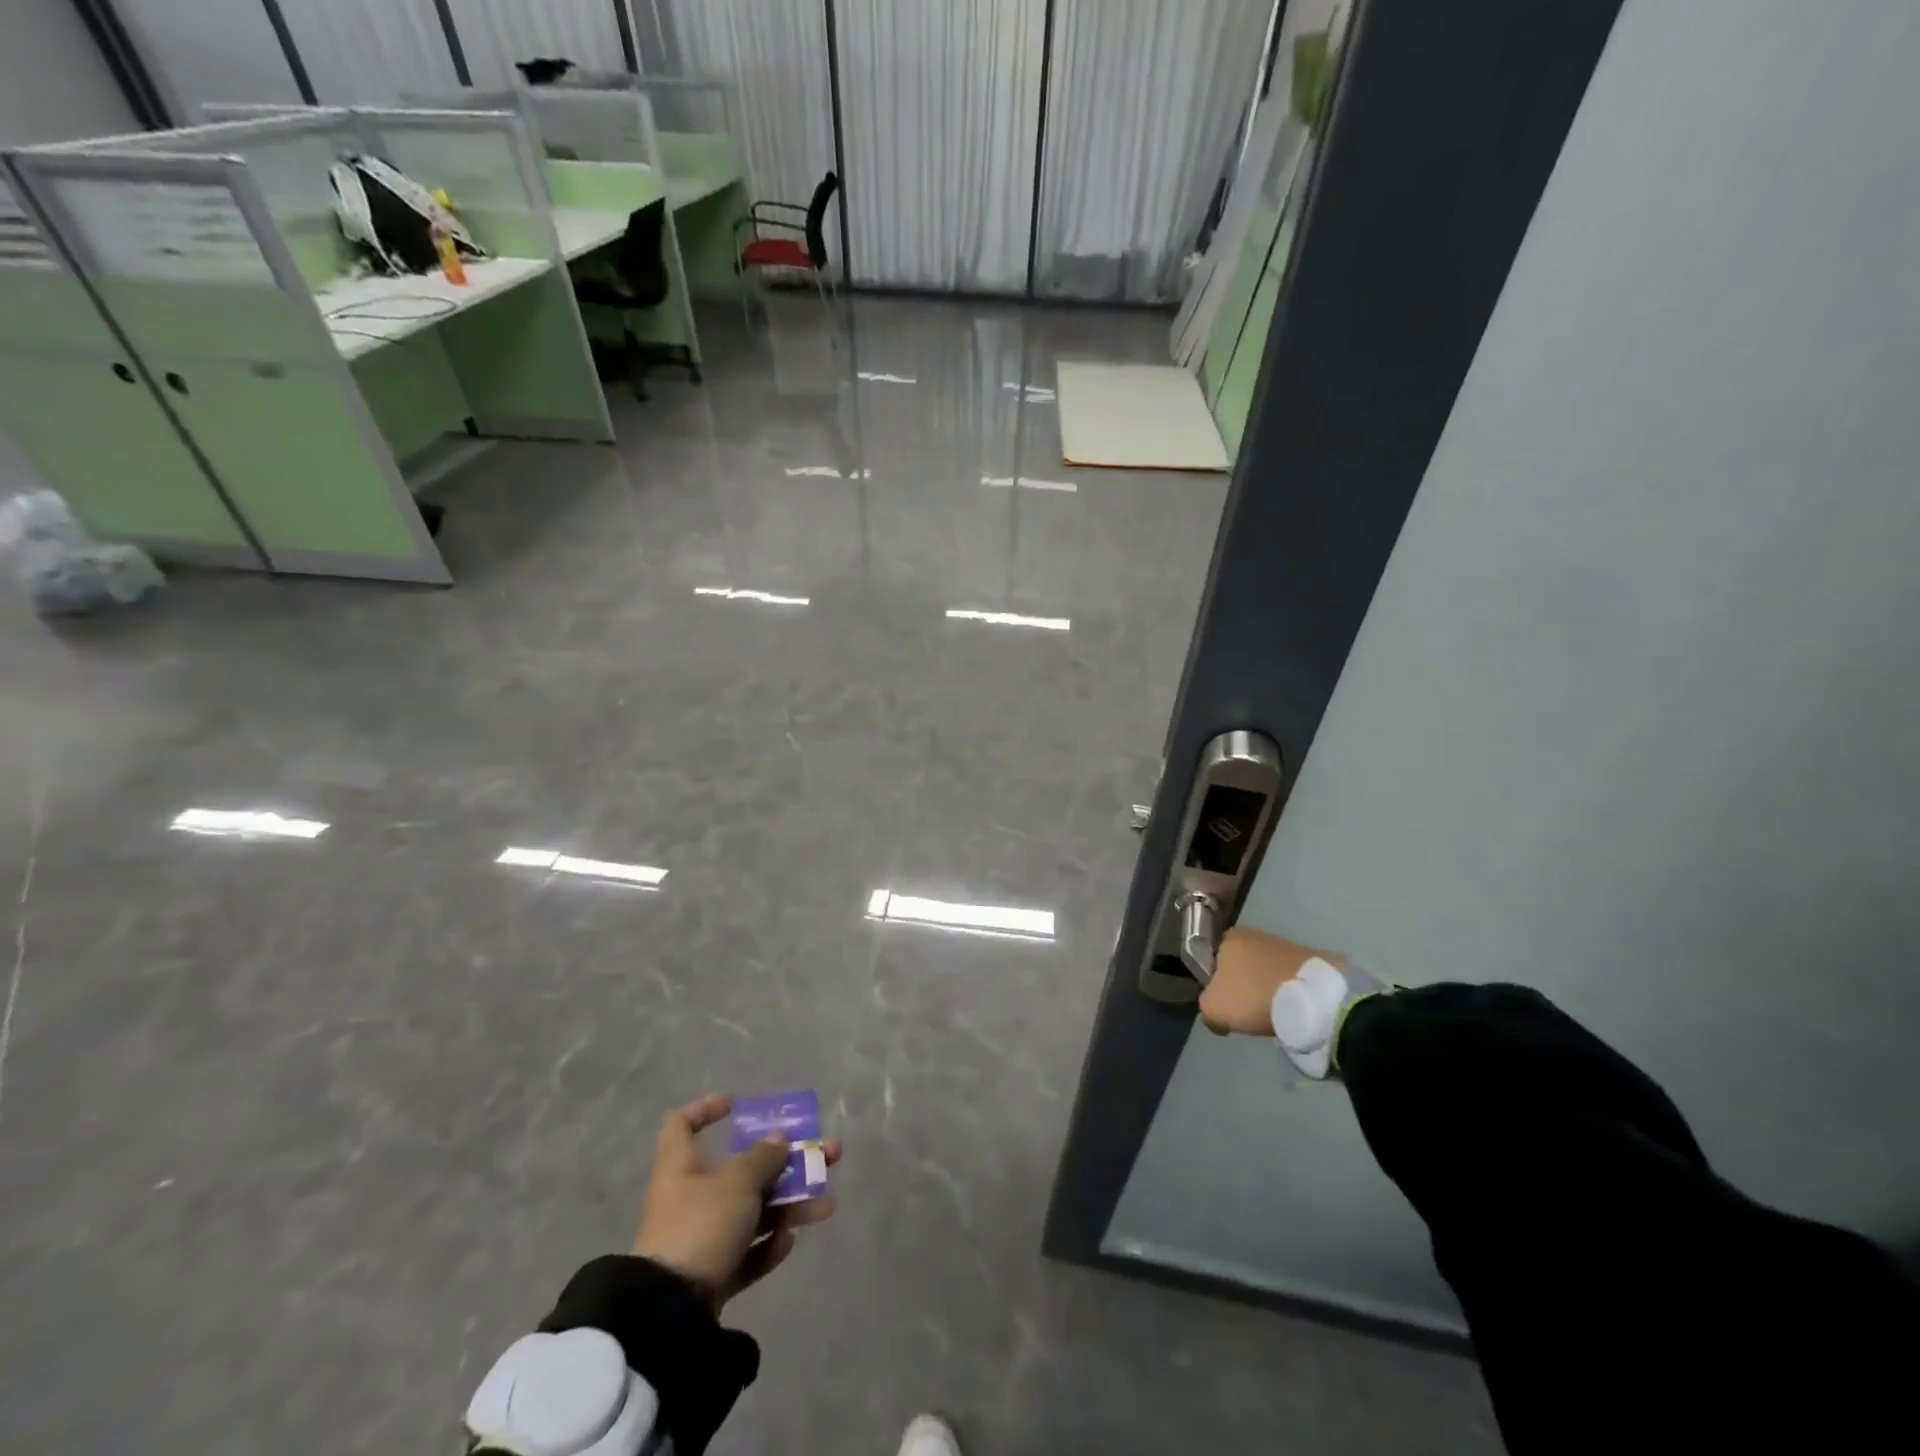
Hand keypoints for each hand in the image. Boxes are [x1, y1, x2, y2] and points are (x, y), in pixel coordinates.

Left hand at [633, 1092, 841, 1308]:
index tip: (736, 1104)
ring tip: (827, 1205)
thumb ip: (763, 1158)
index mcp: (681, 1165)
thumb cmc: (701, 1225)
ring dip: (790, 1205)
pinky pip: (746, 1251)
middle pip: (742, 1169)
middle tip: (826, 1154)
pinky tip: (789, 1242)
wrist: (670, 1312)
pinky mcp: (711, 1274)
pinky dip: (767, 1246)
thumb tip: (778, 1140)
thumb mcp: (737, 1183)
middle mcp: (690, 1196)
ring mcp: (701, 1237)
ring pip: (753, 1211)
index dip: (706, 1109)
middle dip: (786, 1162)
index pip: (682, 1124)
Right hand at [1198, 928, 1342, 1035]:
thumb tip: (1215, 1013)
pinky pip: (1288, 977)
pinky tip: (1292, 1008)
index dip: (1214, 985)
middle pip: (1239, 965)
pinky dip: (1287, 991)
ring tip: (1273, 1013)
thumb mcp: (1212, 1009)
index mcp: (1227, 937)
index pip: (1211, 960)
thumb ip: (1205, 1007)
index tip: (1223, 1005)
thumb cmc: (1253, 996)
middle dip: (1241, 986)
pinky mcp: (1309, 958)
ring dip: (1265, 988)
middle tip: (1247, 1012)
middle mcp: (1253, 933)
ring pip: (1264, 971)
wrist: (1312, 997)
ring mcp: (1284, 943)